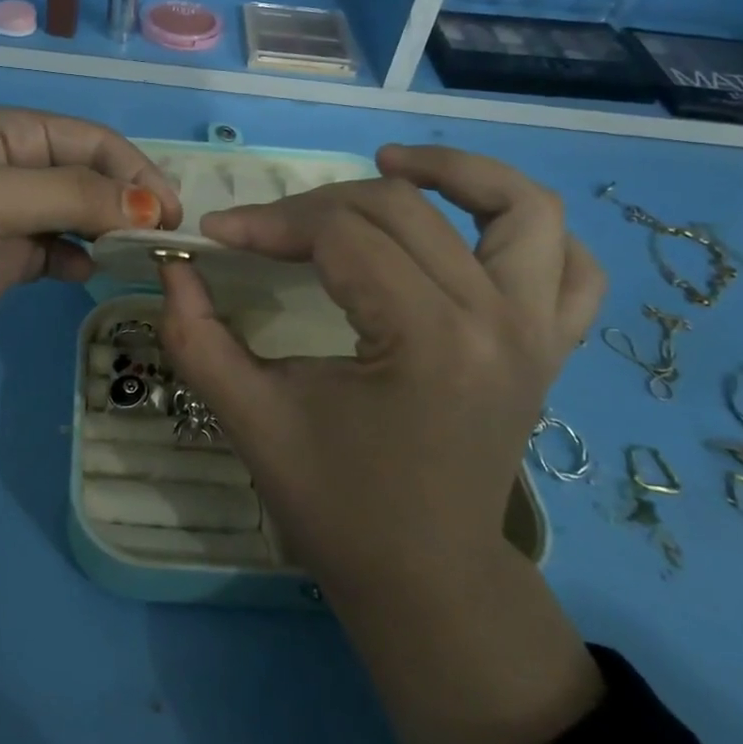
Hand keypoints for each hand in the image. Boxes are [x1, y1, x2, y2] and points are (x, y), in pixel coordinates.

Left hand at [0, 107, 181, 343]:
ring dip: (109, 232)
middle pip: (92, 177)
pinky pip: (56, 252)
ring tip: (136, 257)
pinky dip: (77, 261)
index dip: (137, 171)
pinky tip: (86, 274)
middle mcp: (18, 167)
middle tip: (164, 239)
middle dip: (129, 202)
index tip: (170, 212)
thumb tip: (153, 207)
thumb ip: (75, 196)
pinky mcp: (3, 257)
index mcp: (15, 132)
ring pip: (79, 216)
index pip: (95, 142)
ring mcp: (11, 214)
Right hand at [161, 144, 600, 586]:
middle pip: (404, 208)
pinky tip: (472, 225)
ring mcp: (538, 331)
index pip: (340, 235)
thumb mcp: (252, 421)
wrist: (426, 580)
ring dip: (456, 172)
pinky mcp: (550, 347)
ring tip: (390, 163)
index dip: (268, 223)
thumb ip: (199, 338)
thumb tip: (172, 267)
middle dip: (319, 205)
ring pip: (520, 208)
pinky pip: (570, 265)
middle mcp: (498, 320)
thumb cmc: (337, 507)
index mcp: (428, 340)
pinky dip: (527, 227)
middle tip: (267, 230)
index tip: (215, 233)